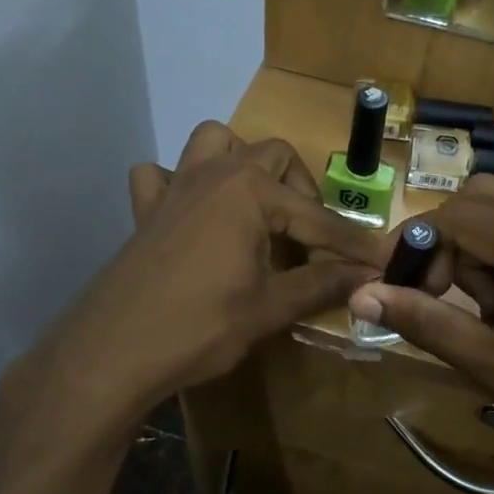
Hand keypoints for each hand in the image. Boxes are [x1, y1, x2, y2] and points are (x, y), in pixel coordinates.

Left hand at [19, 123, 383, 426]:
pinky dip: (181, 184)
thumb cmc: (201, 326)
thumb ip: (322, 285)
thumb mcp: (270, 307)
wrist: (114, 350)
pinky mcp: (146, 210)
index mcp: (251, 191)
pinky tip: (194, 215)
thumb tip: (368, 278)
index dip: (351, 245)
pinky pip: (162, 175)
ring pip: (215, 142)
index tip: (380, 262)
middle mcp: (215, 174)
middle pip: (274, 157)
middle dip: (303, 193)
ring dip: (242, 163)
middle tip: (312, 240)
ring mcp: (176, 186)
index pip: (317, 217)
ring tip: (257, 206)